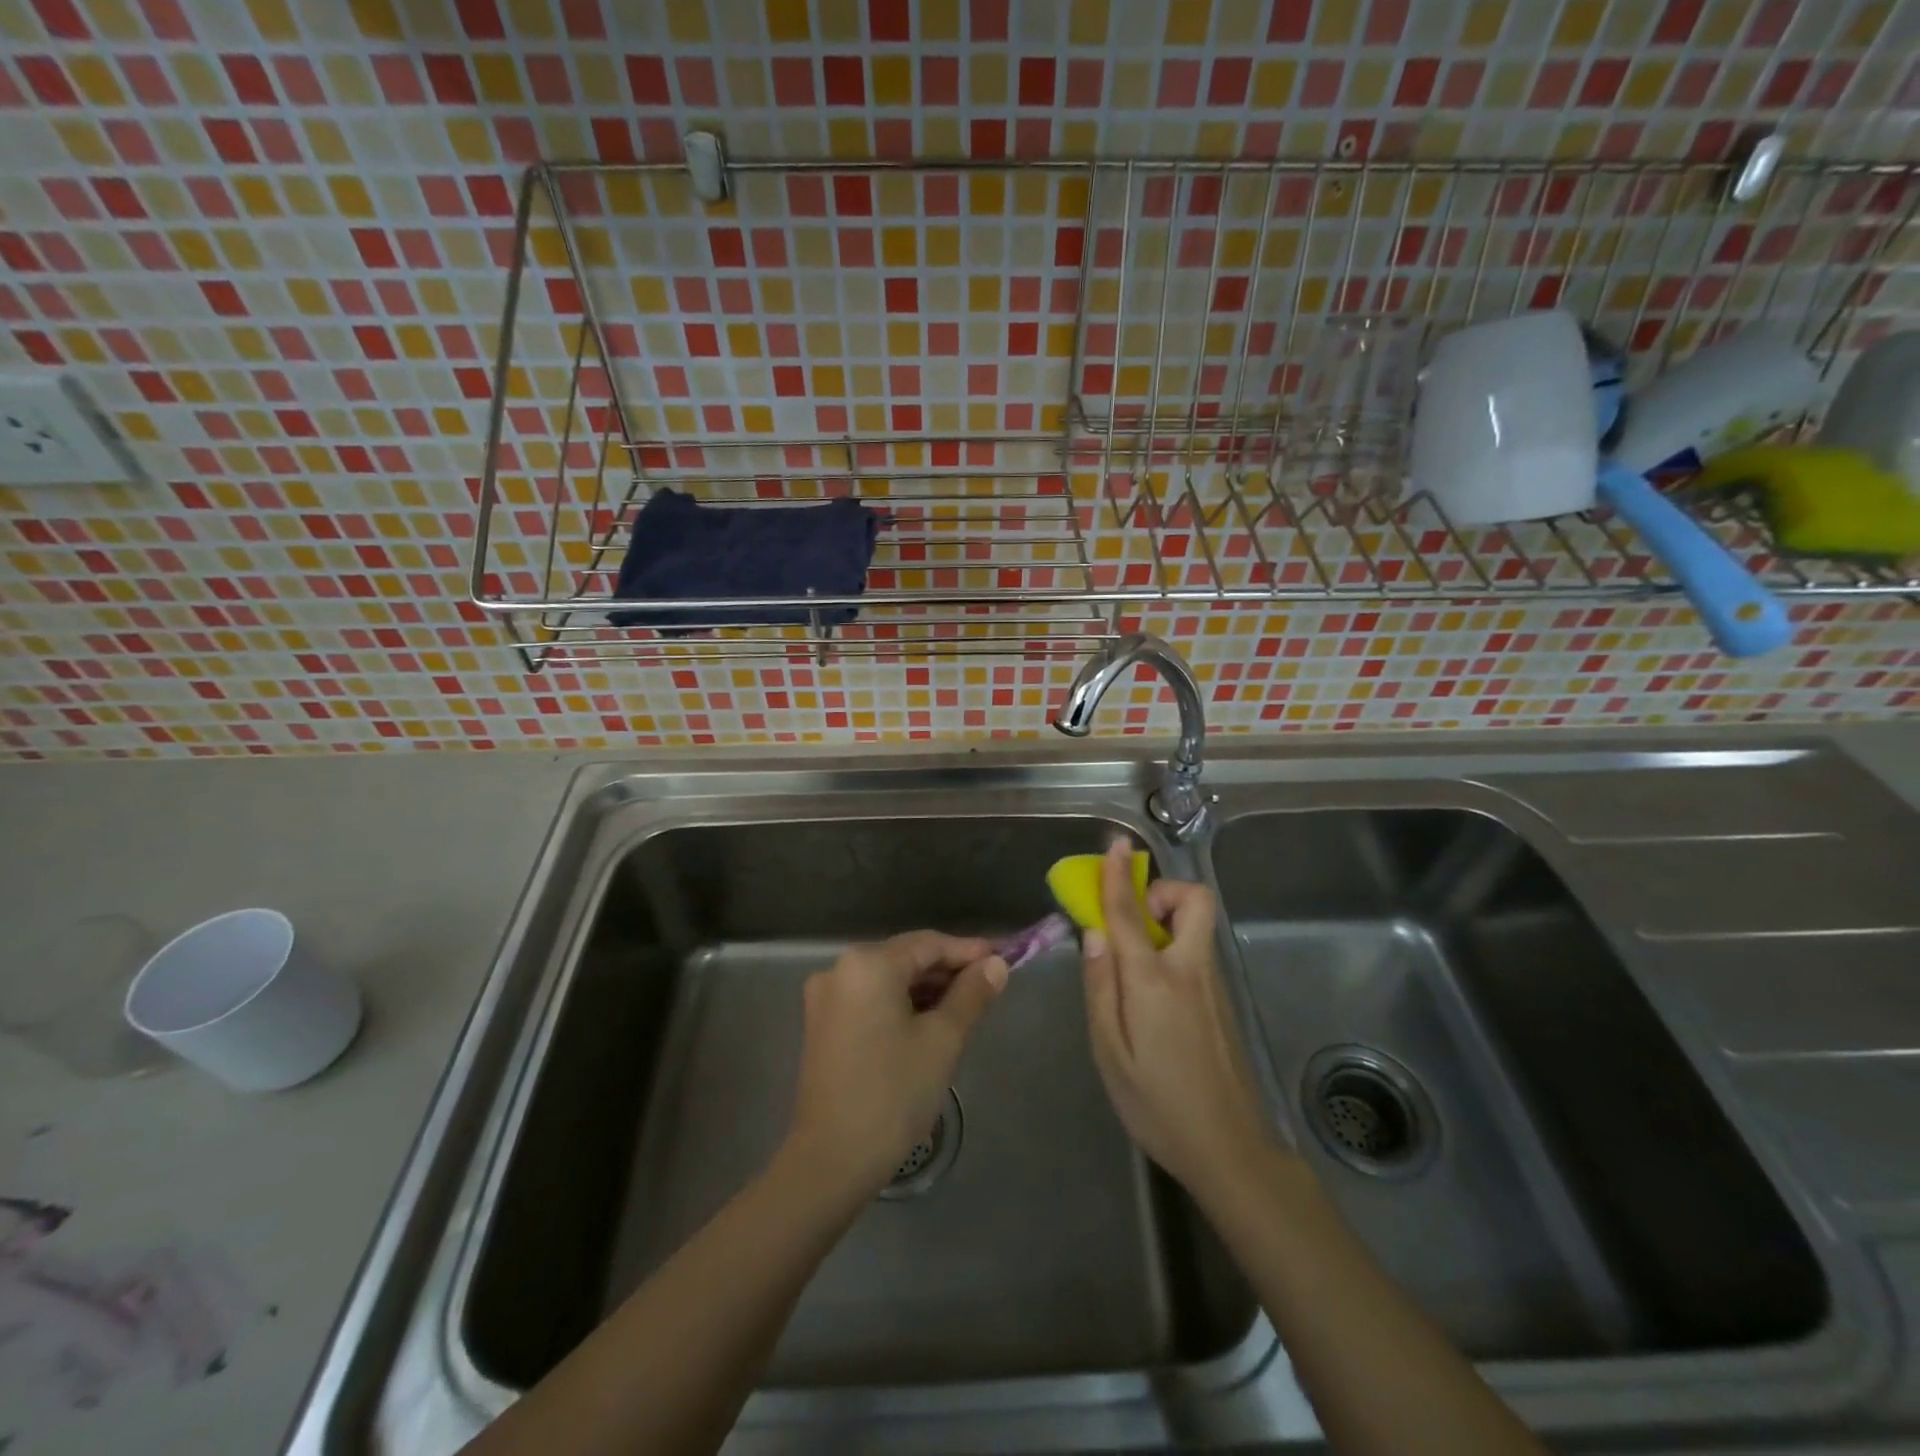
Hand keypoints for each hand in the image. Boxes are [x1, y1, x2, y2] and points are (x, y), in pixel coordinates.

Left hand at [784, 931, 1007, 1199]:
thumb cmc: (893, 1094)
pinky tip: (930, 1021)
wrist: (832, 1160)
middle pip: (906, 958)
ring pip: (889, 979)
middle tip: (990, 985)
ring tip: (967, 1005)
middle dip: (949, 971)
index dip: (969, 951)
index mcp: (868, 964)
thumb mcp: (942, 1040)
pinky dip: (901, 1004)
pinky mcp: (823, 1024)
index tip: (1005, 959)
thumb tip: (996, 965)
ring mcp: (826, 997)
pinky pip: (871, 999)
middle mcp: (840, 969)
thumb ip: (971, 995)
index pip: (929, 944)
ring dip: (927, 989)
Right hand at [1082, 840, 1270, 1199]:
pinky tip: (1154, 990)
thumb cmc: (1157, 1104)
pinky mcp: (1224, 1001)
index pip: (1129, 913)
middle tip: (1135, 919)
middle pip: (1194, 901)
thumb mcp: (1110, 1052)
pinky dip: (1176, 944)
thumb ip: (1100, 987)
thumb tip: (1094, 934)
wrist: (1230, 1150)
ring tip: (1135, 958)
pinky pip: (1199, 950)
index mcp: (1154, 980)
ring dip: (1168, 918)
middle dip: (1164, 892)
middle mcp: (1190, 970)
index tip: (1113, 846)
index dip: (1117, 876)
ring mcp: (1214, 985)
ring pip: (1198, 925)